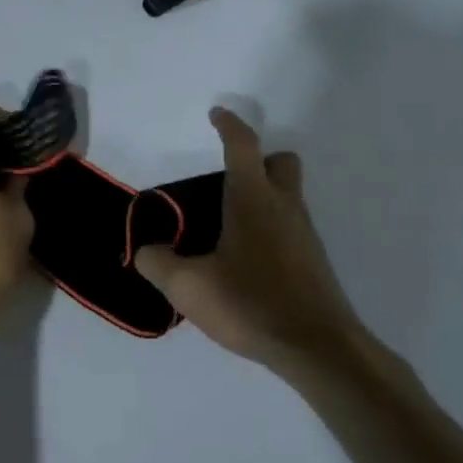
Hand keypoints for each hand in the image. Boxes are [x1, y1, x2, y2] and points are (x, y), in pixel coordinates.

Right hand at [134, 108, 360, 371]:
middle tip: (224, 184)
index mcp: (252, 200)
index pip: (242, 145)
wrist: (316, 347)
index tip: (216, 115)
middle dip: (256, 160)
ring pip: (287, 196)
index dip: (228, 125)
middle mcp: (284, 207)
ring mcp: (304, 234)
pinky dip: (269, 229)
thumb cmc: (250, 303)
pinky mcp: (313, 261)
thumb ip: (157, 263)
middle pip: (280, 162)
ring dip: (261, 198)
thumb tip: (146, 251)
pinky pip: (290, 227)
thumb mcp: (187, 286)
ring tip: (223, 231)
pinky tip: (244, 263)